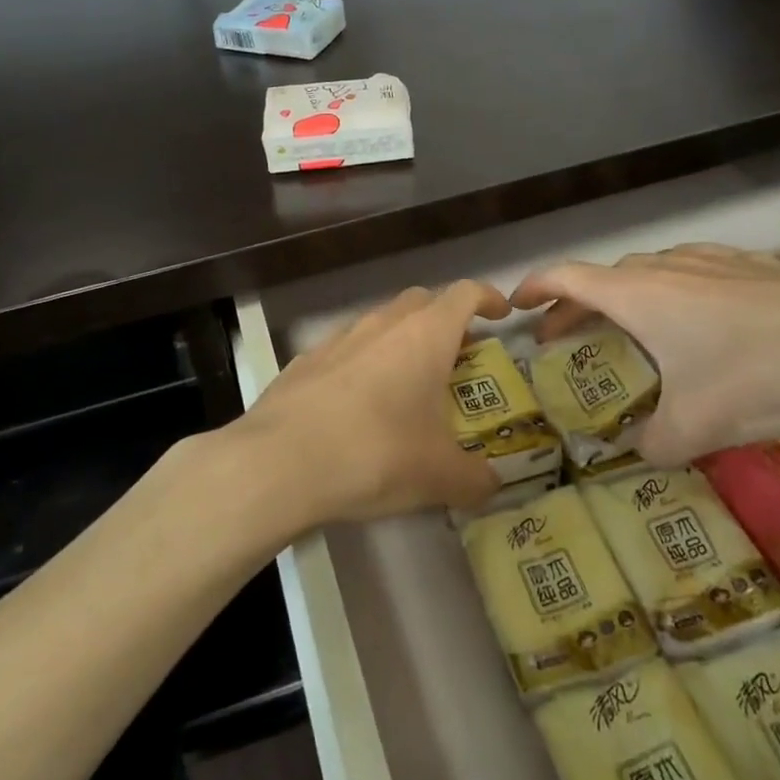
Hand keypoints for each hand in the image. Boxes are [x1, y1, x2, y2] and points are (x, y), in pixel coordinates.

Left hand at [235, 280, 507, 524]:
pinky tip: (357, 404)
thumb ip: (475, 478)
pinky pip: (344, 350)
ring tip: (407, 383)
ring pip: (380, 323)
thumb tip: (490, 485)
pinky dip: (362, 364)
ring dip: (401, 341)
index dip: (487, 298)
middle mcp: (382, 324)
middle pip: (421, 301)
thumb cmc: (375, 454)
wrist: (279, 462)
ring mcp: (338, 339)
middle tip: (457, 355)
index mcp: (424, 336)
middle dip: (444, 319)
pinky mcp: (304, 361)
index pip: (464, 294)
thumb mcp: (439, 476)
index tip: (501, 315)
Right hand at [511, 244, 779, 464]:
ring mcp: (710, 261)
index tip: (515, 304)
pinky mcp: (749, 266)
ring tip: (626, 330)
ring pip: (647, 272)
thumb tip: (639, 454)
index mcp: (639, 295)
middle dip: (574, 305)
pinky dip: (669, 292)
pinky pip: (689, 272)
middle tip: (563, 337)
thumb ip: (654, 445)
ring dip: (623, 298)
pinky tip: (695, 321)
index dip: (534, 287)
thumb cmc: (762, 376)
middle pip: (603, 277)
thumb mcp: (699, 426)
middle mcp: (666, 268)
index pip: (566, 276)